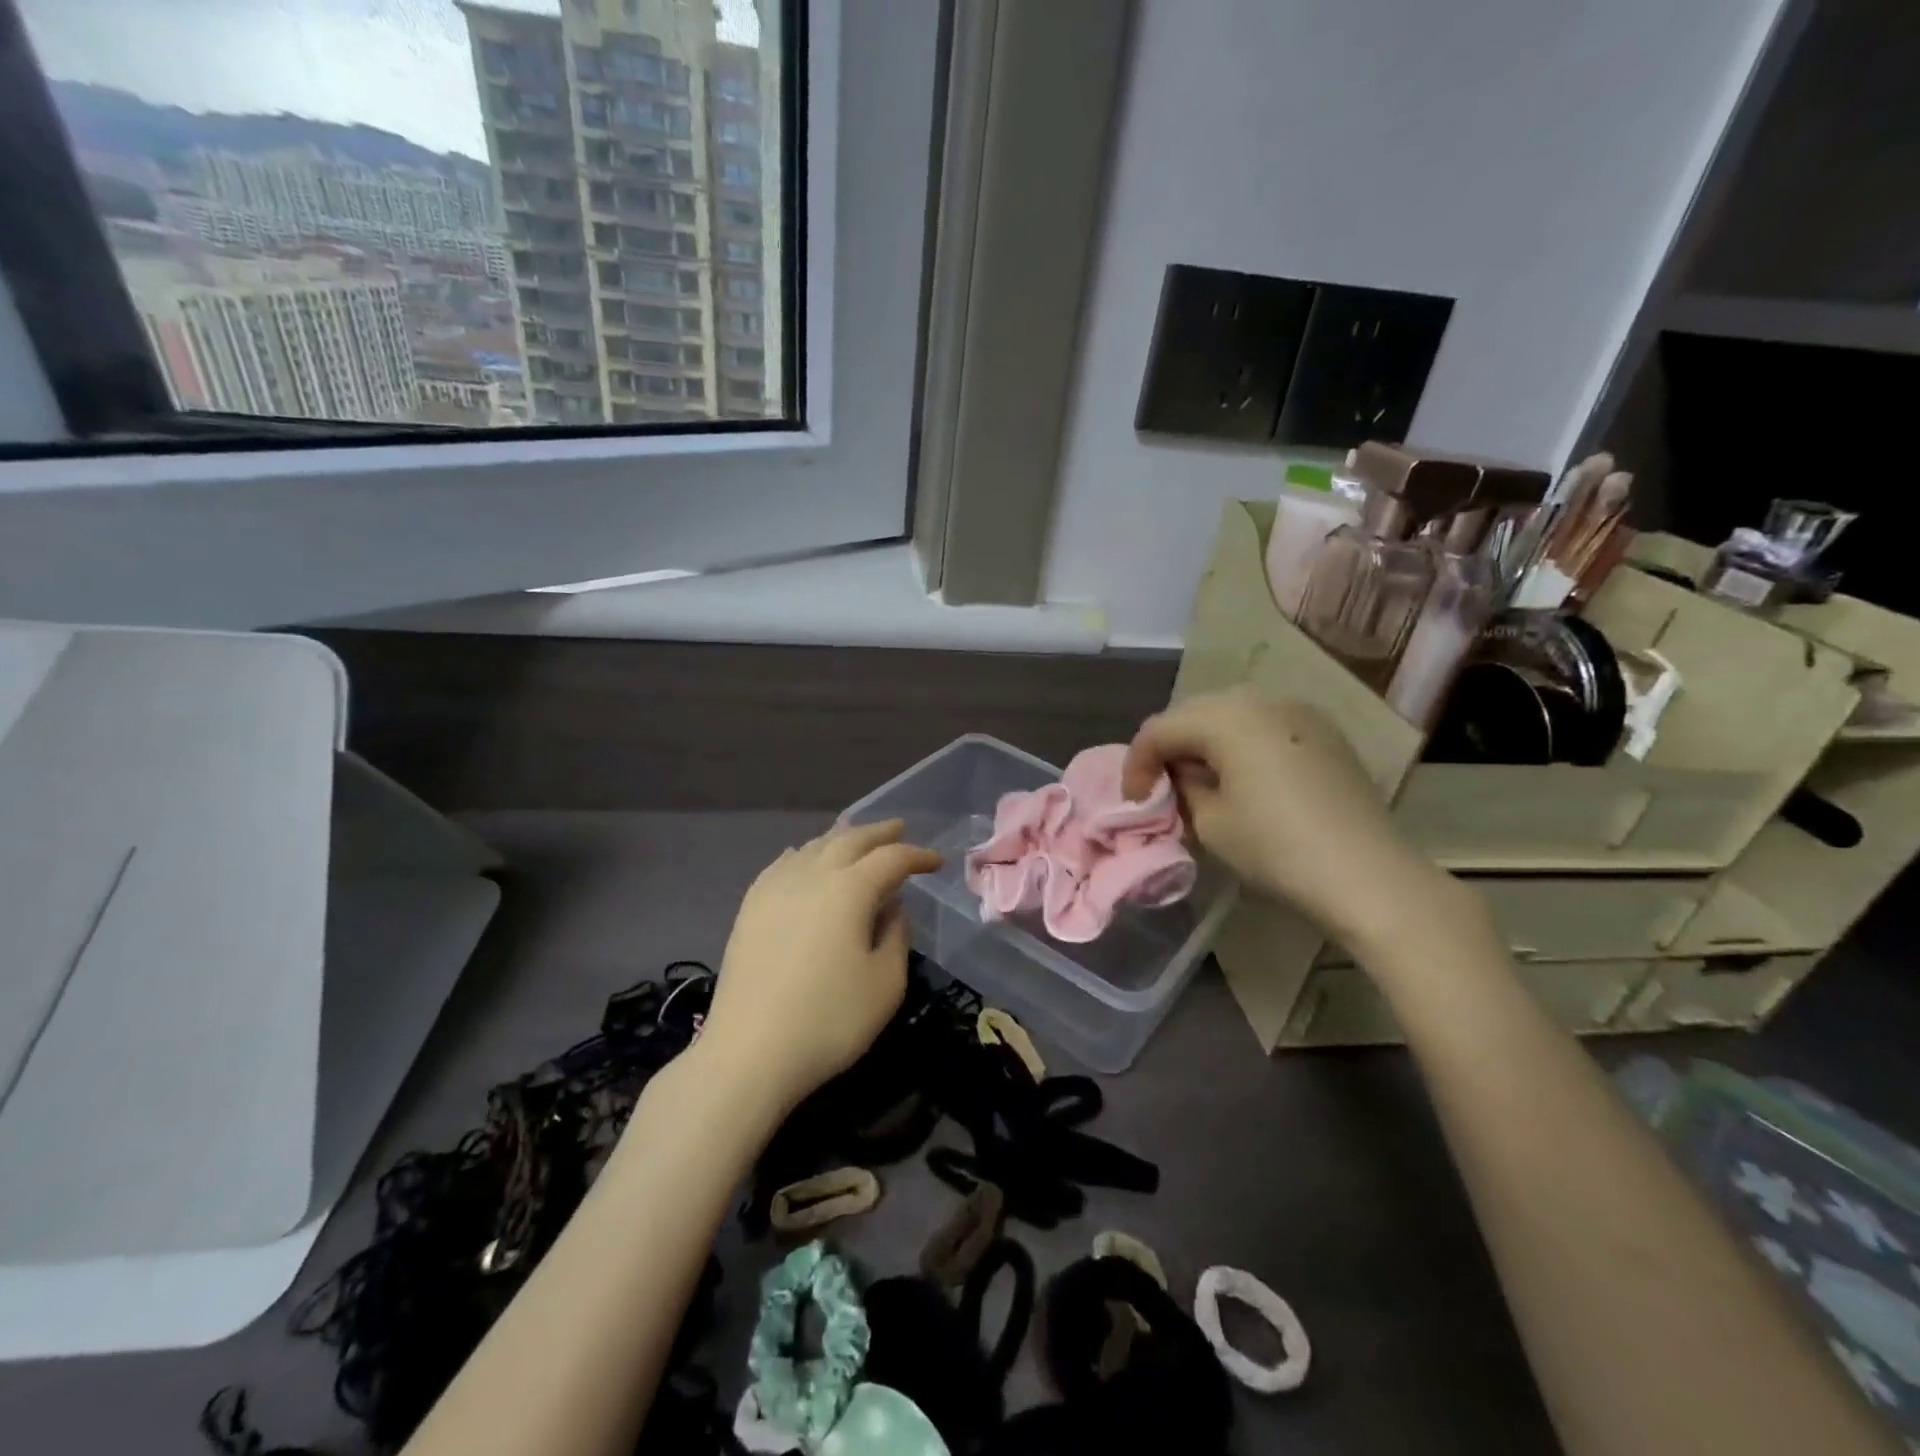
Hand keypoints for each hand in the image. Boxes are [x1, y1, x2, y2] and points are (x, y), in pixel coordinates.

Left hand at [700, 820, 941, 1116]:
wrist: (749, 1053)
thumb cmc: (829, 1021)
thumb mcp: (885, 984)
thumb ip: (896, 936)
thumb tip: (891, 907)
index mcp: (849, 889)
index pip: (892, 859)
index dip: (917, 856)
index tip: (936, 862)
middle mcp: (812, 875)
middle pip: (850, 840)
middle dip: (879, 833)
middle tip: (900, 829)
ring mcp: (775, 888)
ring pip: (814, 847)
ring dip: (841, 838)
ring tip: (857, 836)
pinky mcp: (751, 908)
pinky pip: (782, 864)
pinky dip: (803, 854)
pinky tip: (803, 857)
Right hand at [1121, 689, 1473, 954]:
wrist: (1368, 875)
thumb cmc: (1277, 849)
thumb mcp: (1210, 823)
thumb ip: (1181, 788)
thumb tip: (1180, 776)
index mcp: (1227, 716)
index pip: (1160, 729)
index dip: (1136, 764)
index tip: (1132, 801)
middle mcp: (1262, 699)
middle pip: (1194, 712)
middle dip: (1169, 747)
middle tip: (1159, 787)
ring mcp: (1299, 712)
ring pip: (1231, 714)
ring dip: (1204, 742)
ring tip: (1198, 780)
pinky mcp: (1324, 732)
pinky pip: (1264, 725)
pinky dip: (1240, 743)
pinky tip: (1241, 777)